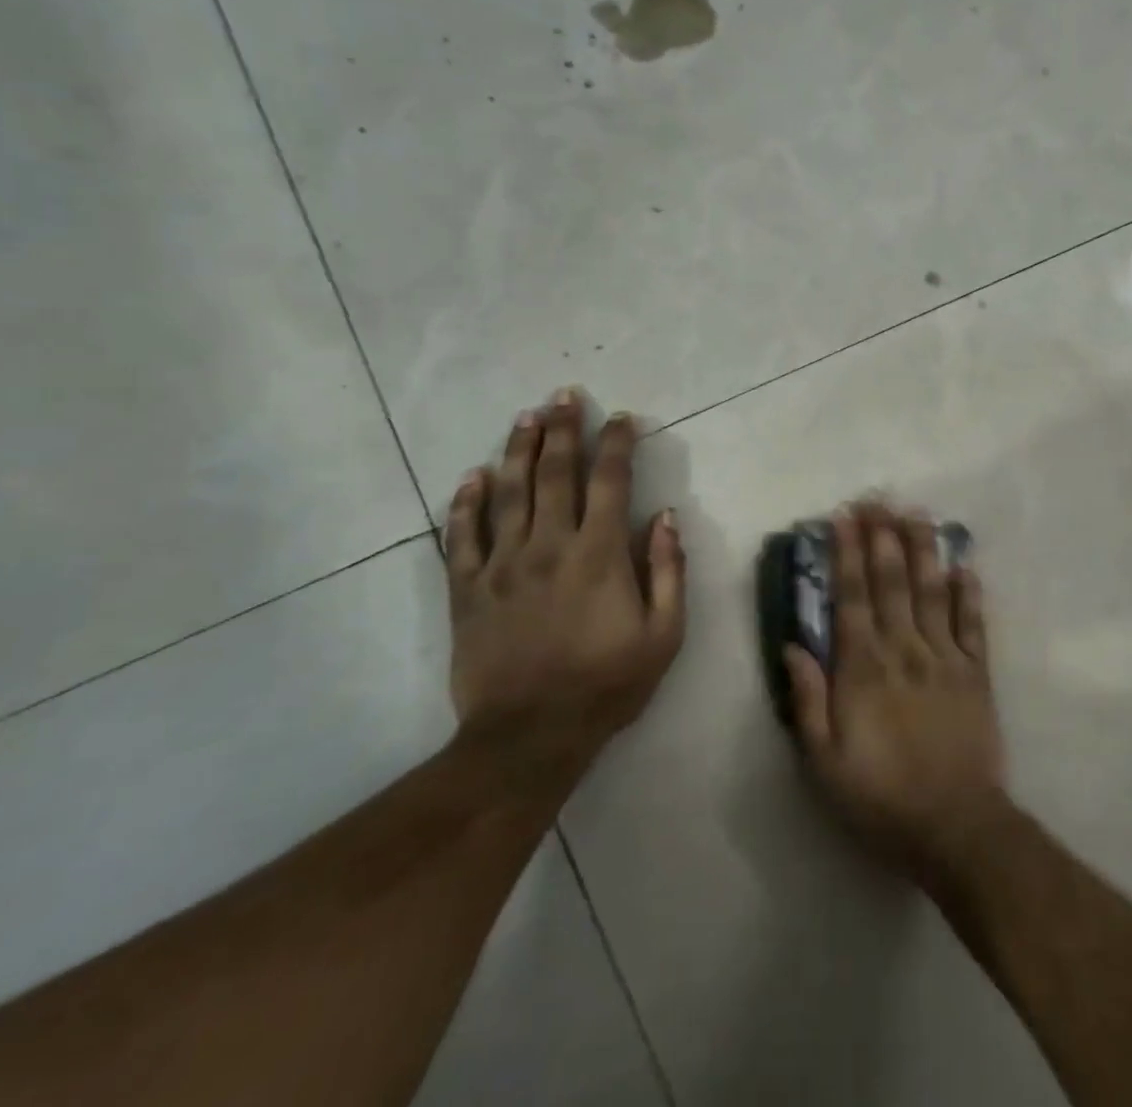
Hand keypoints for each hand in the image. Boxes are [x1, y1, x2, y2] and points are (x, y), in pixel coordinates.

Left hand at [444, 390, 684, 771]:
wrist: (529, 736)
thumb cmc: (607, 685)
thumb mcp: (664, 635)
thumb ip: (669, 571)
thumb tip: (667, 517)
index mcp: (599, 554)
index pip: (610, 482)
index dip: (617, 445)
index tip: (621, 418)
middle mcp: (549, 546)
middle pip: (555, 473)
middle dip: (563, 430)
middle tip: (564, 396)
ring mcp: (503, 565)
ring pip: (509, 493)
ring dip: (518, 450)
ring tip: (525, 417)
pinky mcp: (467, 589)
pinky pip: (462, 536)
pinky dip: (466, 502)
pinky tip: (472, 476)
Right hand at [785, 503, 1006, 882]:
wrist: (956, 828)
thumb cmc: (881, 798)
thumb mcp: (825, 763)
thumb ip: (809, 701)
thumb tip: (793, 645)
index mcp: (864, 669)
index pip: (852, 597)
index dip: (846, 554)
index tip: (843, 518)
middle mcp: (905, 650)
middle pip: (892, 581)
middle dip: (882, 536)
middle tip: (877, 498)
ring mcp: (945, 658)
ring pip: (932, 591)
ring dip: (923, 549)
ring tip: (916, 513)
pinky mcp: (977, 673)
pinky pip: (973, 624)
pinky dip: (969, 592)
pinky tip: (964, 564)